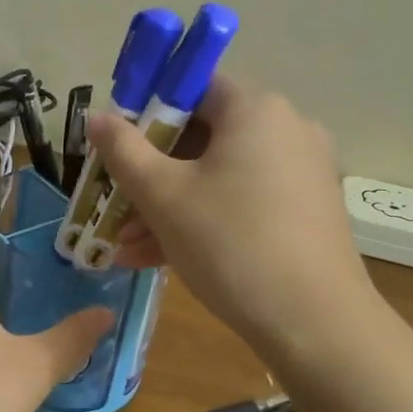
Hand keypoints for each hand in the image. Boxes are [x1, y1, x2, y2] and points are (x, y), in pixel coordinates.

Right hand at [89, 75, 375, 358]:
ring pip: (219, 176)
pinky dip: (204, 220)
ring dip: (170, 206)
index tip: (118, 147)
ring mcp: (302, 172)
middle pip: (203, 137)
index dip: (147, 111)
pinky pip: (243, 202)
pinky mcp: (306, 211)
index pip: (193, 87)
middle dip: (151, 174)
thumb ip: (123, 150)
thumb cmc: (230, 244)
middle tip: (115, 206)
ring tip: (126, 247)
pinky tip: (159, 258)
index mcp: (255, 109)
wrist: (315, 324)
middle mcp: (287, 129)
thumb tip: (98, 117)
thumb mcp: (163, 196)